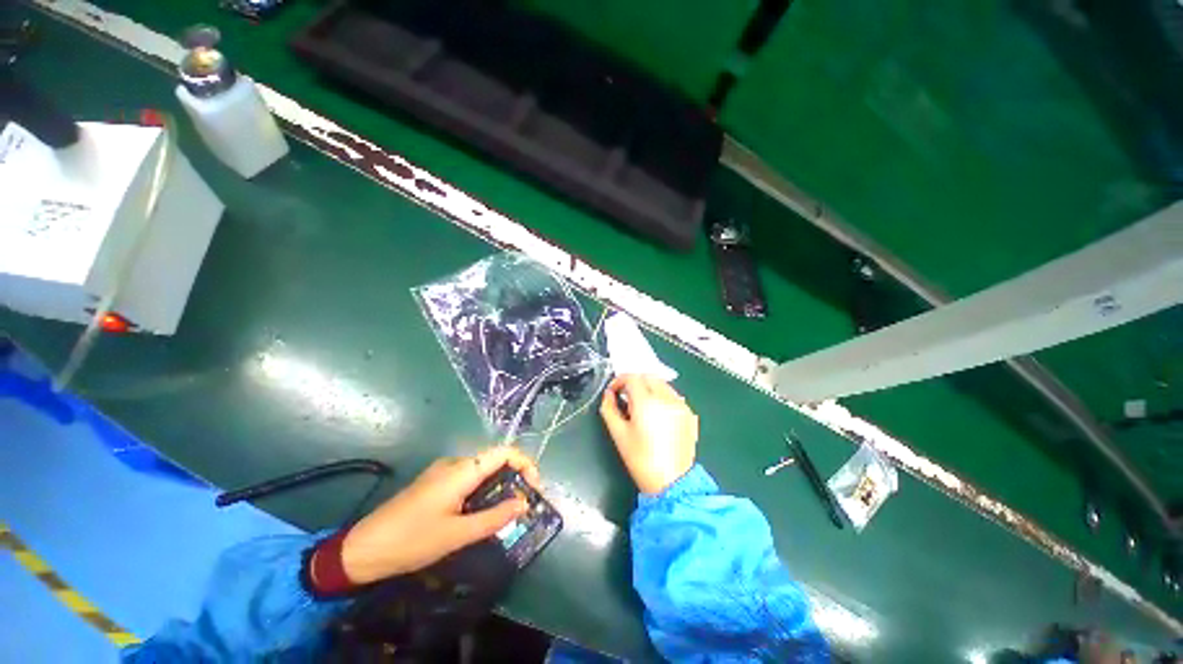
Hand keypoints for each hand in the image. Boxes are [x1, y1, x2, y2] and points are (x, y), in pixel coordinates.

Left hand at [338, 446, 540, 583]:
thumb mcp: (457, 534)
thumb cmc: (411, 541)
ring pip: (482, 470)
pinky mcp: (435, 482)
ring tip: (507, 510)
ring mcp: (443, 471)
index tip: (534, 488)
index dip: (525, 463)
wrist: (362, 549)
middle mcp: (455, 463)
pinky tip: (482, 511)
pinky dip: (483, 489)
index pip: (504, 452)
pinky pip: (468, 478)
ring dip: (499, 485)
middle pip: (495, 460)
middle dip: (515, 477)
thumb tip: (523, 504)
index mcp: (462, 470)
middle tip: (524, 504)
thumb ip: (494, 518)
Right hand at [600, 374, 698, 493]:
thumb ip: (609, 409)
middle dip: (634, 382)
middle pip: (648, 376)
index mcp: (646, 402)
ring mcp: (680, 404)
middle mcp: (666, 398)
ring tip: (641, 406)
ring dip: (649, 387)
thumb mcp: (618, 434)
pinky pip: (673, 395)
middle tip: (626, 397)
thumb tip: (608, 394)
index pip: (632, 377)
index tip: (613, 392)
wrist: (672, 482)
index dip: (619, 381)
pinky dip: (662, 397)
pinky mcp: (689, 413)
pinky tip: (657, 414)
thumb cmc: (641, 459)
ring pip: (662, 384)